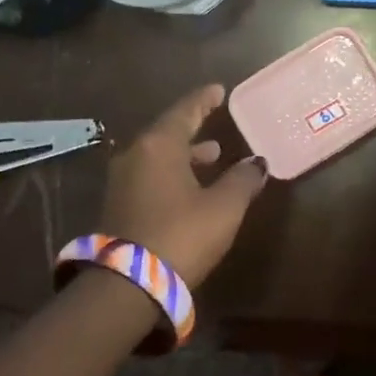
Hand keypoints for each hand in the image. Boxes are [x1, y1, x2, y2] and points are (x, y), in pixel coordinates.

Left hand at [101, 84, 267, 284]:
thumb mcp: (223, 207)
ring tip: (212, 156)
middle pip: (168, 132)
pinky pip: (150, 175)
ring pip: (158, 156)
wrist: (127, 285)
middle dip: (194, 128)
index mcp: (159, 145)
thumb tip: (257, 163)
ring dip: (185, 154)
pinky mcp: (118, 205)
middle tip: (216, 122)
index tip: (219, 90)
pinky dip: (172, 172)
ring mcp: (122, 181)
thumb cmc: (181, 235)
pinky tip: (190, 186)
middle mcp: (135, 155)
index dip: (204, 100)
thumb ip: (242, 179)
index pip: (185, 110)